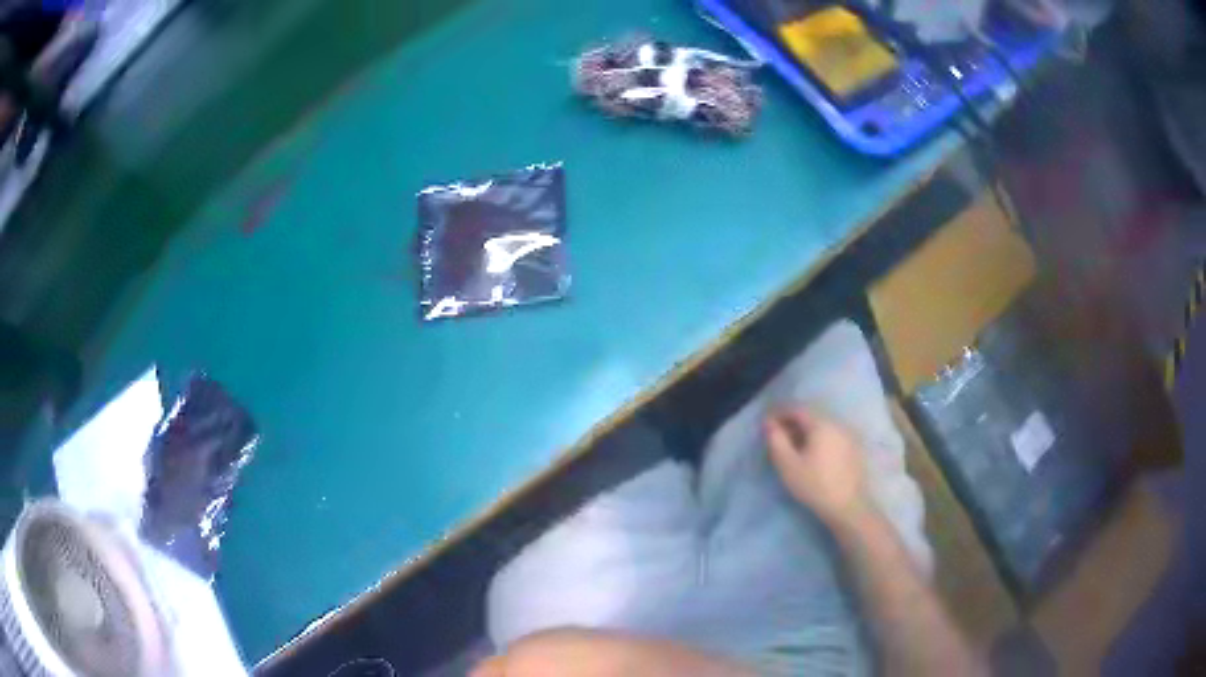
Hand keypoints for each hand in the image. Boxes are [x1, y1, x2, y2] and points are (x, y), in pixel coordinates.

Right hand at [764, 408, 875, 527]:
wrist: (847, 506)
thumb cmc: (814, 485)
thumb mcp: (788, 465)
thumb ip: (776, 440)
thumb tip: (769, 423)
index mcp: (821, 424)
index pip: (798, 409)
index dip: (780, 414)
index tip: (767, 424)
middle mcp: (838, 424)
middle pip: (812, 416)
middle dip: (793, 423)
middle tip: (779, 436)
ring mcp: (849, 436)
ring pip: (824, 426)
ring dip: (807, 432)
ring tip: (795, 447)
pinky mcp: (855, 449)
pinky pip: (833, 436)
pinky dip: (820, 439)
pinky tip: (815, 455)